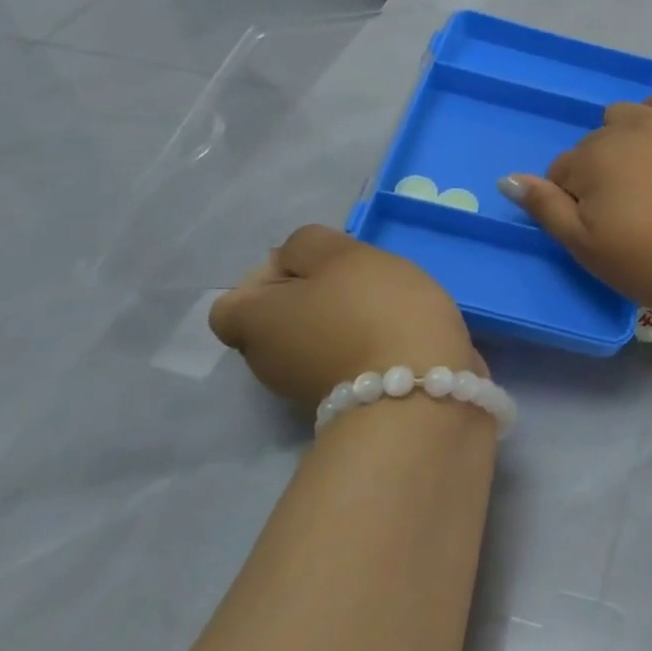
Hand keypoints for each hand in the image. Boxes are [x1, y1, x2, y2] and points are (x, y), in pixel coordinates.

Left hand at [209, 225, 482, 408]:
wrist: (418, 390)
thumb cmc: (374, 310)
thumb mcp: (341, 253)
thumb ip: (306, 243)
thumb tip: (294, 262)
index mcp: (255, 323)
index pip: (233, 301)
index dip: (267, 276)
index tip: (316, 267)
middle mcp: (265, 363)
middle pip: (275, 321)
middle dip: (310, 298)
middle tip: (355, 282)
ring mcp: (301, 391)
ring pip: (310, 342)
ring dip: (338, 323)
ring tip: (383, 310)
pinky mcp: (341, 407)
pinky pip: (340, 363)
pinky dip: (359, 348)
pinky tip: (393, 337)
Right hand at [501, 86, 651, 314]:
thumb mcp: (588, 247)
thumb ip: (546, 209)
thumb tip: (509, 178)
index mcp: (592, 158)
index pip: (560, 175)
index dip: (573, 205)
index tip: (601, 232)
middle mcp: (623, 129)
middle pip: (591, 147)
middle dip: (596, 176)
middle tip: (625, 217)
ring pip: (623, 117)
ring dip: (621, 142)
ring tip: (643, 181)